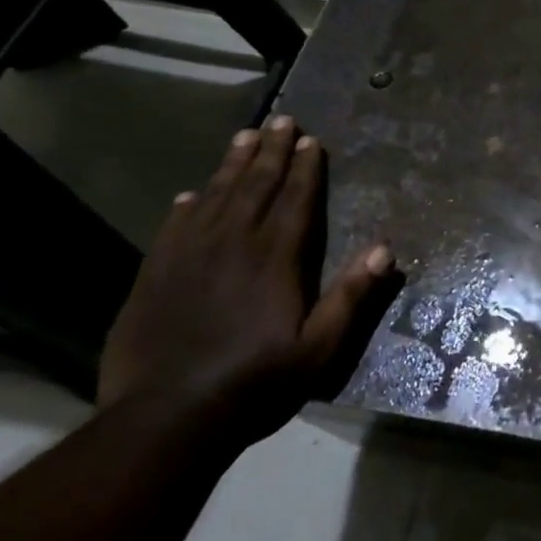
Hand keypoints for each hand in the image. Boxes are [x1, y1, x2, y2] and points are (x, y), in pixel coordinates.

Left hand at [98, 115, 395, 446]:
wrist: (164, 421)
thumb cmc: (254, 384)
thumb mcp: (318, 349)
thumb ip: (351, 297)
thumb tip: (385, 248)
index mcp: (275, 259)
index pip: (295, 200)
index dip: (305, 168)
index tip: (311, 139)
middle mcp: (233, 245)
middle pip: (256, 186)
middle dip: (271, 151)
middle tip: (280, 119)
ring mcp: (189, 258)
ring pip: (215, 197)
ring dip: (232, 165)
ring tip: (244, 136)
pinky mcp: (154, 276)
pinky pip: (174, 227)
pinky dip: (186, 206)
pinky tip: (191, 193)